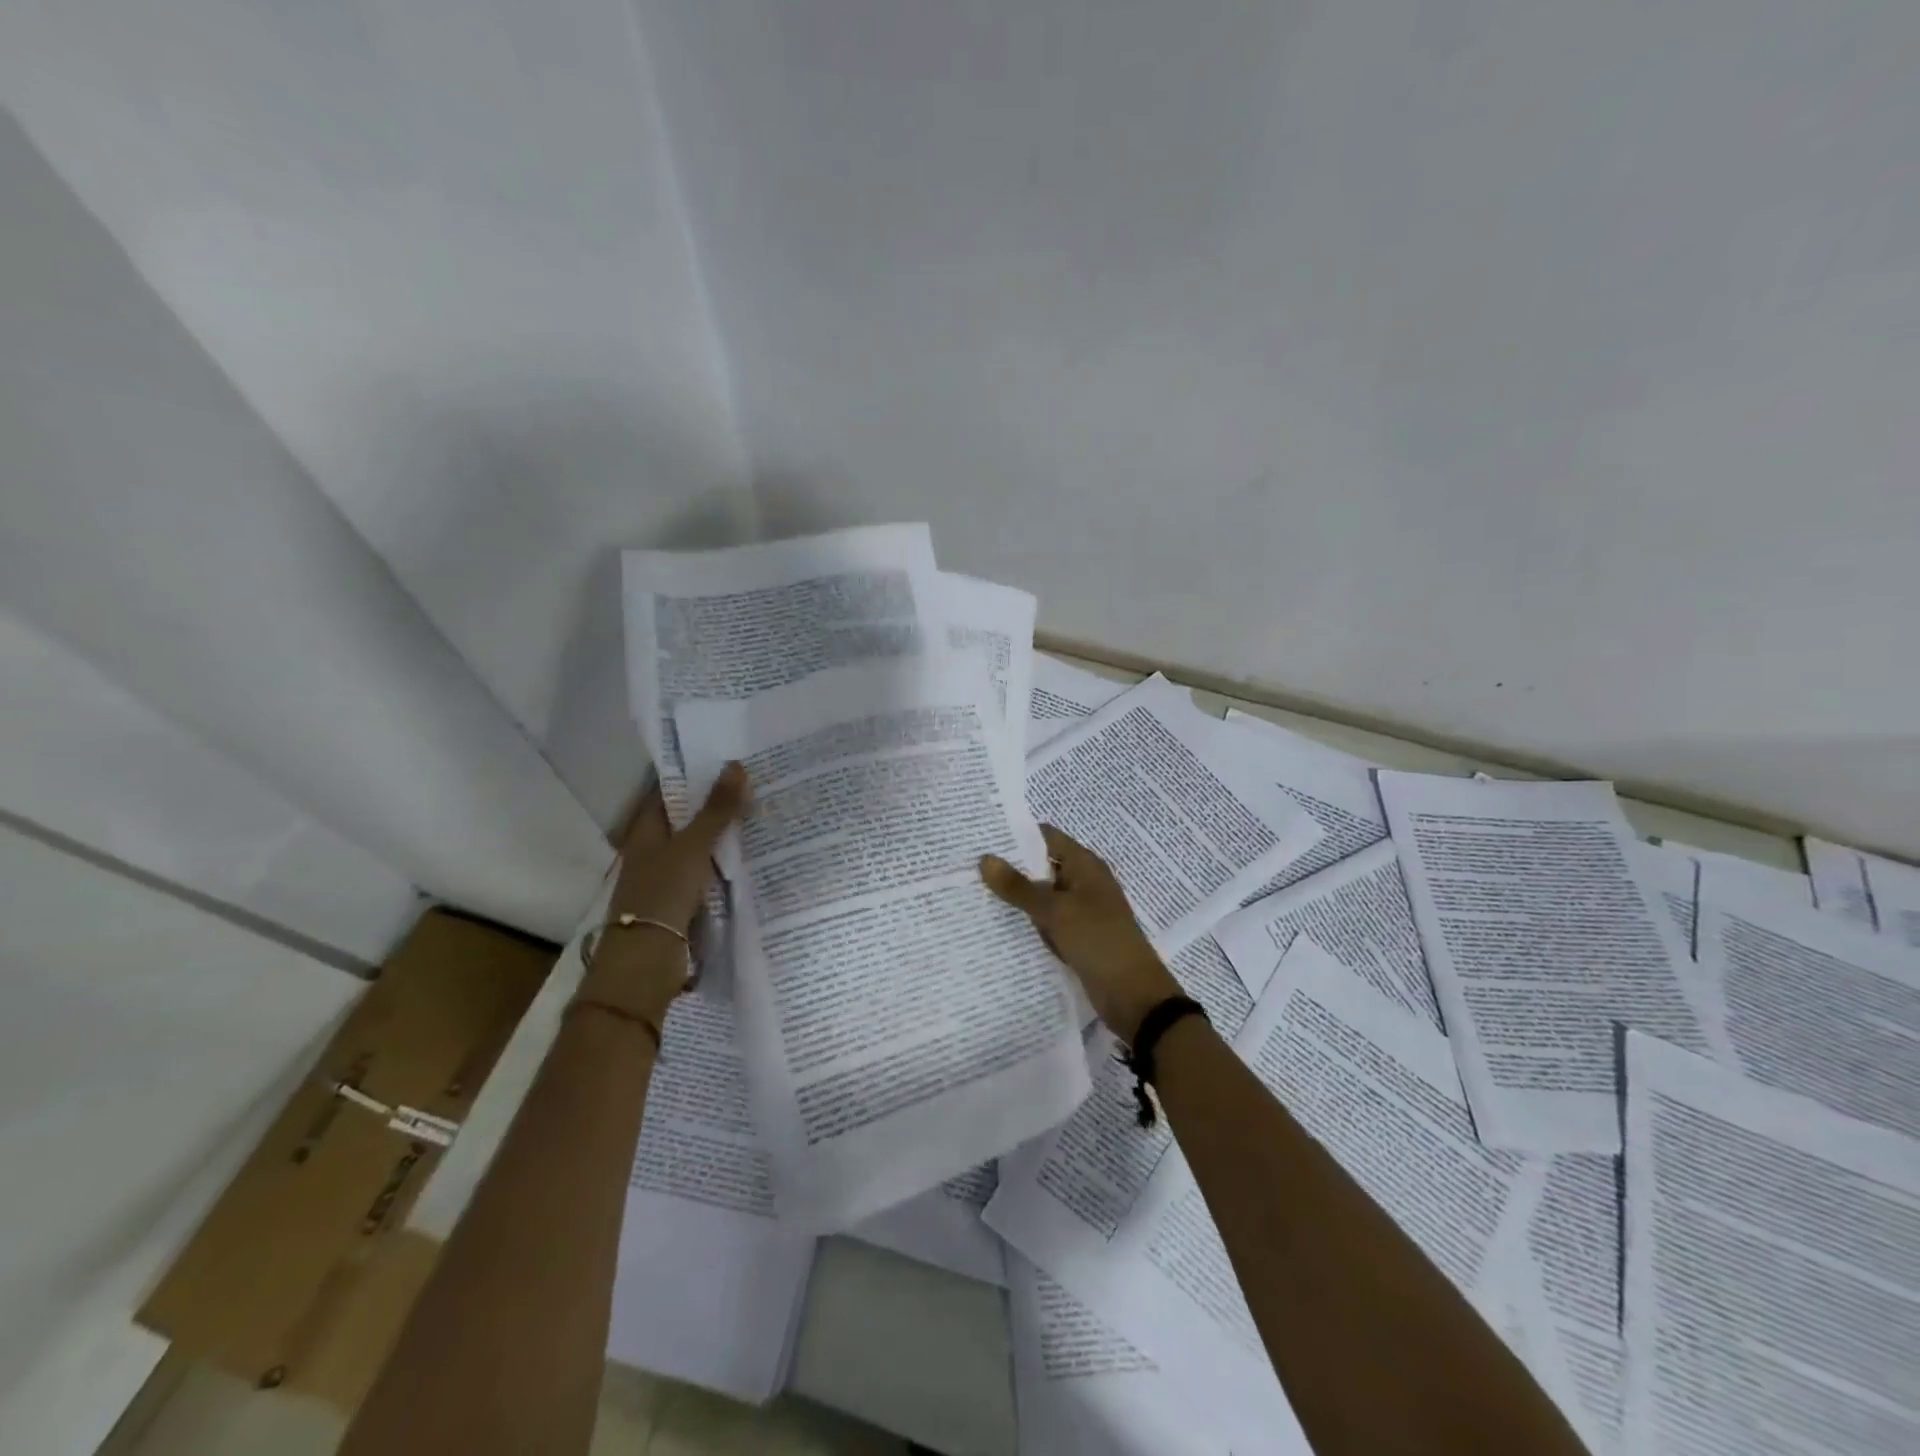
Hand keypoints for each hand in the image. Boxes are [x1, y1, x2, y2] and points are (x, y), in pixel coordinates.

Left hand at [584, 763, 749, 1017]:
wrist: (647, 961)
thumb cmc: (663, 895)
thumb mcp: (693, 847)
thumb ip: (716, 810)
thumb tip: (736, 765)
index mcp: (645, 831)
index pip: (669, 792)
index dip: (694, 774)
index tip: (728, 757)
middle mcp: (654, 850)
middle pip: (687, 819)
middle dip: (717, 803)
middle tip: (757, 781)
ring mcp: (669, 877)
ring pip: (701, 847)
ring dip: (725, 834)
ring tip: (763, 811)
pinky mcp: (684, 902)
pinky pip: (709, 873)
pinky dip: (727, 863)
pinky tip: (755, 855)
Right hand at [980, 825, 1182, 1044]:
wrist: (1134, 996)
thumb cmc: (1099, 942)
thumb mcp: (1056, 911)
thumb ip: (1019, 887)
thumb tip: (985, 858)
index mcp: (1085, 865)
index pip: (1046, 837)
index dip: (1015, 835)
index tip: (981, 837)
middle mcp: (1082, 882)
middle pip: (1041, 866)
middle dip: (1009, 868)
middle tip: (967, 867)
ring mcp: (1080, 911)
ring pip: (1041, 897)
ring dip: (1015, 898)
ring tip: (972, 893)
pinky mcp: (1076, 937)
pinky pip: (1046, 922)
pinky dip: (1027, 922)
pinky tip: (996, 926)